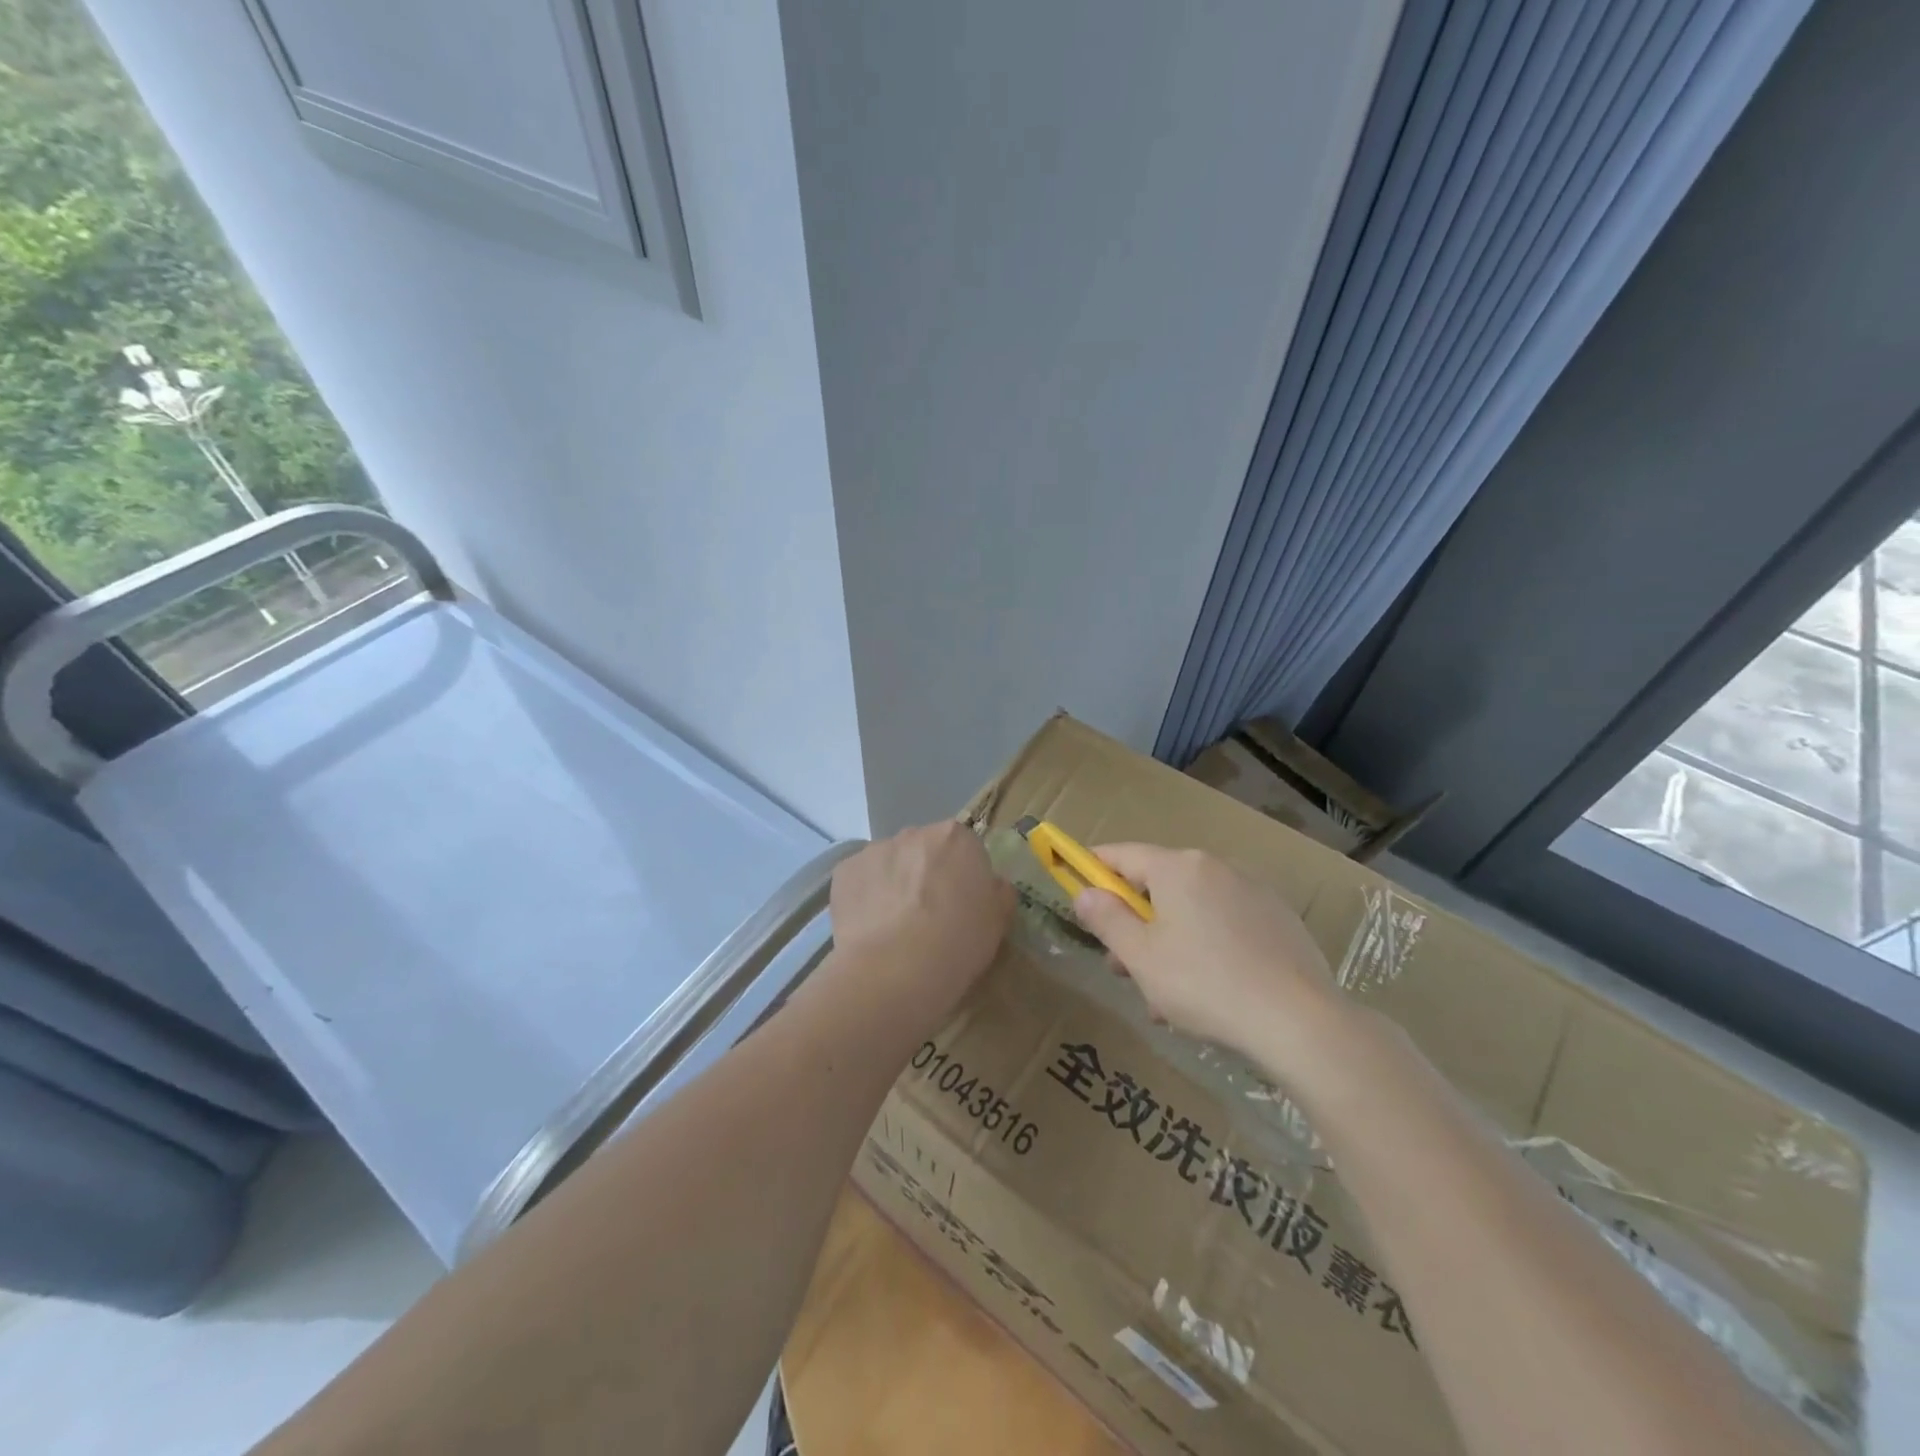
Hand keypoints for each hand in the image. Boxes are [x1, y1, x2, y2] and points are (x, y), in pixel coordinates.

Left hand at [827, 822, 1013, 1015]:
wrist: (893, 972)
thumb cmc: (956, 945)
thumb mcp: (997, 923)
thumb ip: (998, 894)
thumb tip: (991, 886)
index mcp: (956, 838)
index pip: (964, 850)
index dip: (963, 878)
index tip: (961, 907)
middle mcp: (914, 833)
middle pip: (925, 851)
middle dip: (927, 875)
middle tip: (929, 918)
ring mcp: (875, 850)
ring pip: (890, 864)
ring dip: (894, 884)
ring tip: (895, 929)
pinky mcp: (844, 871)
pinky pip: (861, 880)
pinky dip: (866, 898)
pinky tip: (870, 930)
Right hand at [1072, 844, 1343, 1066]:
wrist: (1300, 1021)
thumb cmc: (1204, 984)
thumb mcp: (1141, 957)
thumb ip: (1107, 919)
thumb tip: (1085, 893)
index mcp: (1178, 868)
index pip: (1122, 854)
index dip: (1093, 867)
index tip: (1075, 882)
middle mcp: (1215, 867)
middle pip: (1159, 886)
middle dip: (1134, 922)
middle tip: (1120, 965)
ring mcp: (1252, 891)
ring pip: (1192, 910)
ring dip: (1169, 942)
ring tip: (1163, 997)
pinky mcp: (1279, 920)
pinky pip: (1225, 925)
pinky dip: (1206, 947)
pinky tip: (1207, 994)